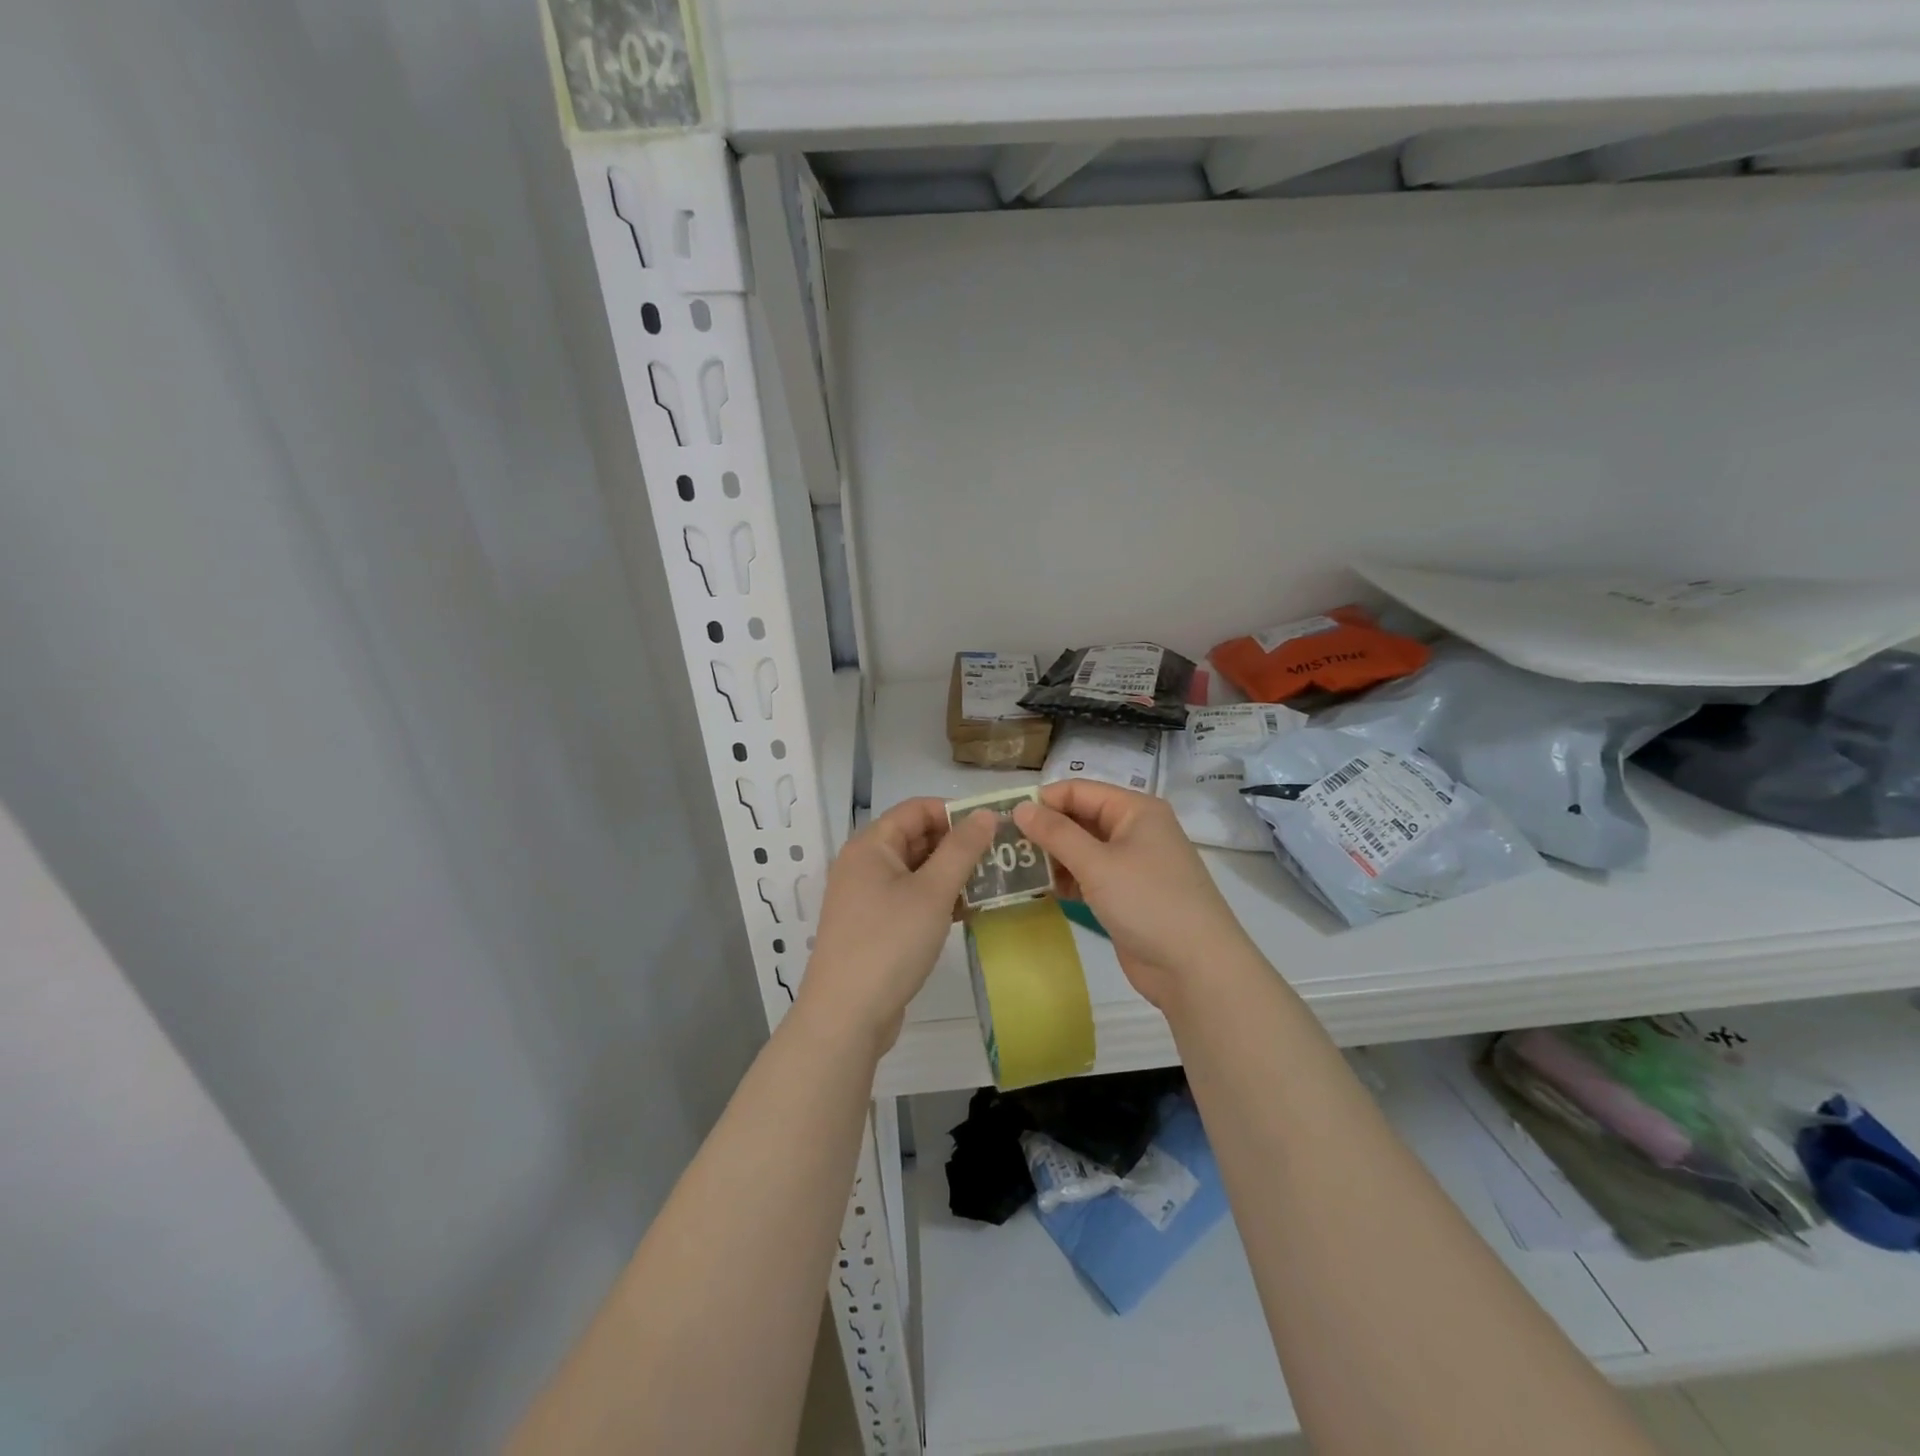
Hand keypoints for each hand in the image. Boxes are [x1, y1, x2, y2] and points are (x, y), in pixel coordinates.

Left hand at [793, 798, 997, 1055]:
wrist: (846, 1016)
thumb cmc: (890, 943)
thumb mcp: (933, 892)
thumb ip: (962, 849)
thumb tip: (985, 813)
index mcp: (870, 846)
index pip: (916, 809)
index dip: (955, 812)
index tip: (993, 826)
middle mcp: (863, 864)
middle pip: (915, 838)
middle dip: (957, 844)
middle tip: (1000, 857)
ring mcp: (865, 897)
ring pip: (915, 871)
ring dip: (951, 874)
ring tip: (993, 883)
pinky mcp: (873, 927)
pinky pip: (909, 898)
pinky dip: (937, 899)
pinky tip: (969, 911)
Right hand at [1014, 781, 1255, 1010]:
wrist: (1196, 968)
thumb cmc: (1148, 902)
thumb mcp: (1097, 863)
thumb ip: (1056, 833)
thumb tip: (1020, 808)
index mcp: (1135, 810)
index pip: (1079, 791)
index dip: (1043, 801)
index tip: (1004, 818)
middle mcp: (1135, 830)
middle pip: (1080, 818)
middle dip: (1045, 830)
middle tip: (1004, 845)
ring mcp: (1132, 864)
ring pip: (1082, 850)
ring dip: (1052, 857)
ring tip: (1014, 868)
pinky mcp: (1126, 895)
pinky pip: (1089, 876)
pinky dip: (1067, 880)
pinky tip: (1040, 890)